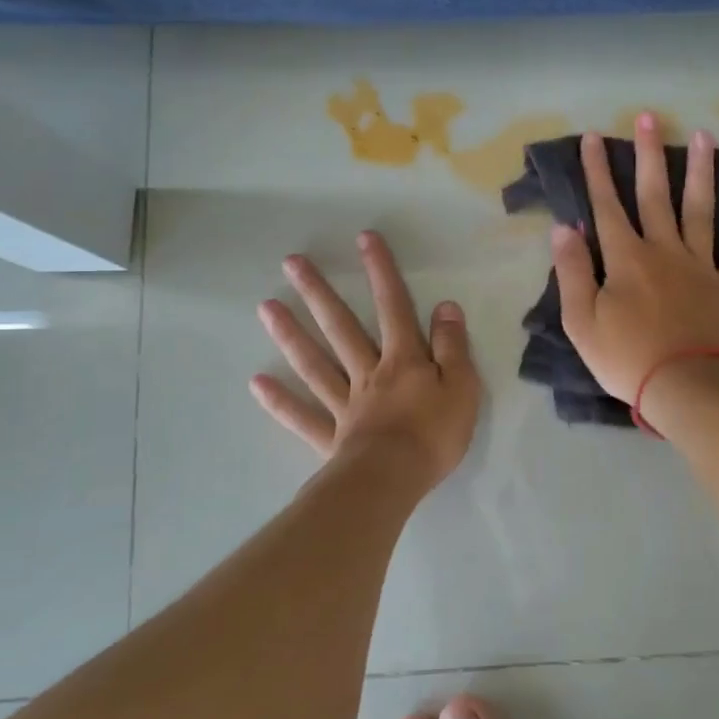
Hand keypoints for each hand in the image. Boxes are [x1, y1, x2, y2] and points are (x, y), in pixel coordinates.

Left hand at [251, 231, 481, 490]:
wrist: (395, 479)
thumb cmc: (434, 434)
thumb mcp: (462, 386)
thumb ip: (452, 347)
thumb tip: (446, 307)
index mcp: (403, 361)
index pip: (394, 307)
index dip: (382, 272)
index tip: (364, 238)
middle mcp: (368, 374)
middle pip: (341, 327)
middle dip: (319, 292)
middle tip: (292, 262)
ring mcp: (344, 405)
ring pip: (314, 363)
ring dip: (291, 334)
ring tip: (266, 306)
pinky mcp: (331, 437)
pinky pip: (301, 416)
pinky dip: (279, 400)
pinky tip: (256, 382)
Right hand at [552, 116, 718, 407]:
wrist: (687, 387)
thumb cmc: (627, 359)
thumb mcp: (581, 322)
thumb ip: (572, 272)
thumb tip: (565, 228)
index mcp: (626, 259)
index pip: (607, 206)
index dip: (598, 171)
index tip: (594, 138)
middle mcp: (664, 251)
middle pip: (655, 195)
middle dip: (649, 155)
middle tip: (650, 117)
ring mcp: (700, 265)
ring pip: (700, 209)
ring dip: (700, 172)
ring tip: (704, 137)